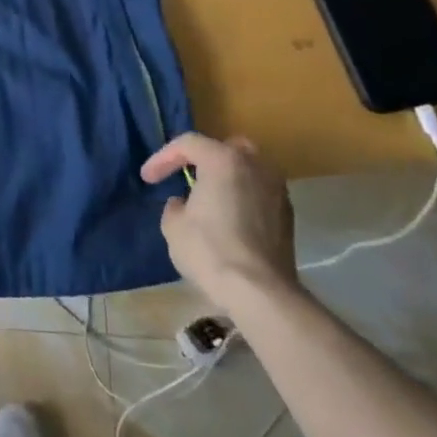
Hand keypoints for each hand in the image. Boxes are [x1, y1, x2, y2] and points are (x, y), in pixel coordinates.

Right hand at [141, 133, 298, 313]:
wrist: (260, 292)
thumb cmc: (209, 250)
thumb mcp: (173, 225)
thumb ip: (176, 205)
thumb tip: (184, 204)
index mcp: (223, 159)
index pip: (187, 144)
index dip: (162, 158)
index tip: (148, 179)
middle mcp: (255, 166)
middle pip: (226, 148)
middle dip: (204, 158)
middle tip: (186, 176)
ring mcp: (277, 190)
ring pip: (248, 170)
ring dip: (227, 178)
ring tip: (209, 198)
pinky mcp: (288, 215)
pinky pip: (259, 193)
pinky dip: (242, 197)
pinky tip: (229, 218)